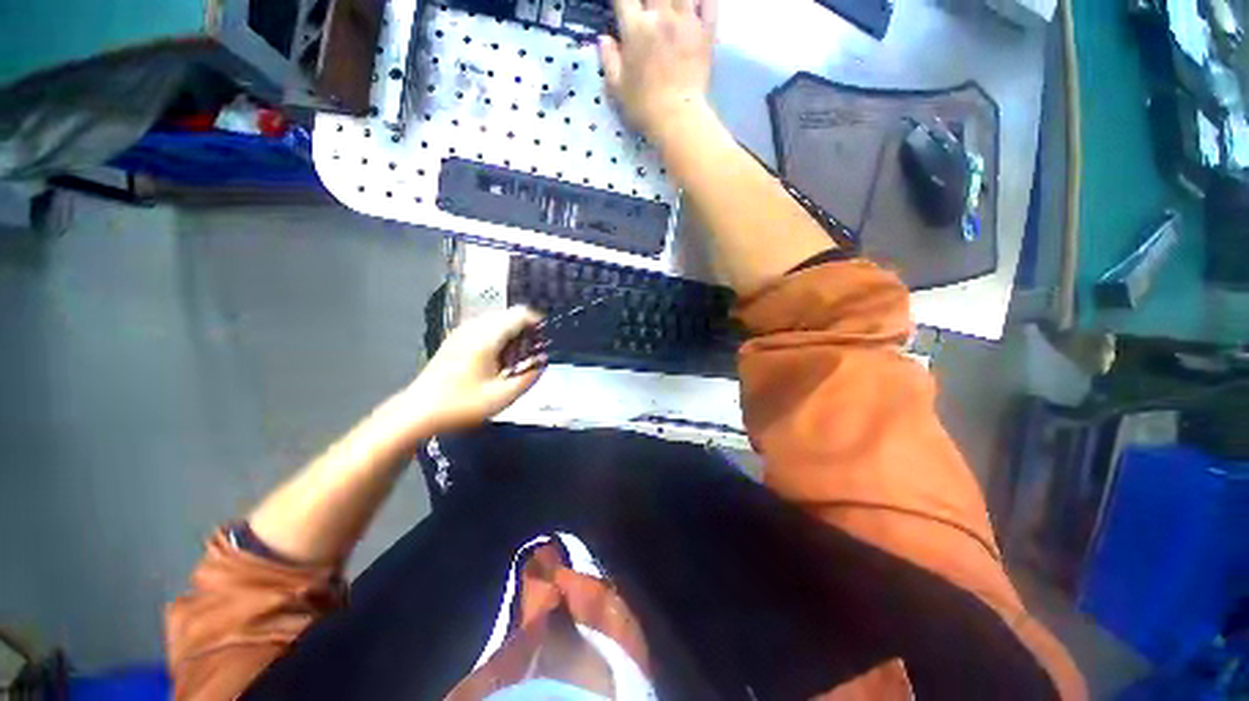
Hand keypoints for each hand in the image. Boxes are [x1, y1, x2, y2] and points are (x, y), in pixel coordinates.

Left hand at [400, 307, 545, 434]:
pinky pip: (484, 328)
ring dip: (512, 333)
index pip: (519, 314)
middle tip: (534, 352)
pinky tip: (498, 359)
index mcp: (487, 337)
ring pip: (497, 320)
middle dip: (526, 329)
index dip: (538, 322)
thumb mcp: (503, 396)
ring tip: (518, 357)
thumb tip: (543, 362)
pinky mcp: (455, 340)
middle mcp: (474, 328)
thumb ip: (529, 377)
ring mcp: (462, 332)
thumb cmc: (462, 405)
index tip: (547, 338)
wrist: (418, 412)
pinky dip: (498, 337)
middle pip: (509, 315)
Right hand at [600, 0, 717, 143]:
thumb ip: (609, 60)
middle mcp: (661, 15)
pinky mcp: (706, 32)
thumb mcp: (617, 88)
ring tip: (668, 7)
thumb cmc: (643, 107)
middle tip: (646, 9)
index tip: (622, 8)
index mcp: (636, 27)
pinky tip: (697, 3)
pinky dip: (704, 0)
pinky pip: (709, 2)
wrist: (677, 118)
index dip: (621, 0)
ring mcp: (687, 21)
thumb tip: (603, 39)